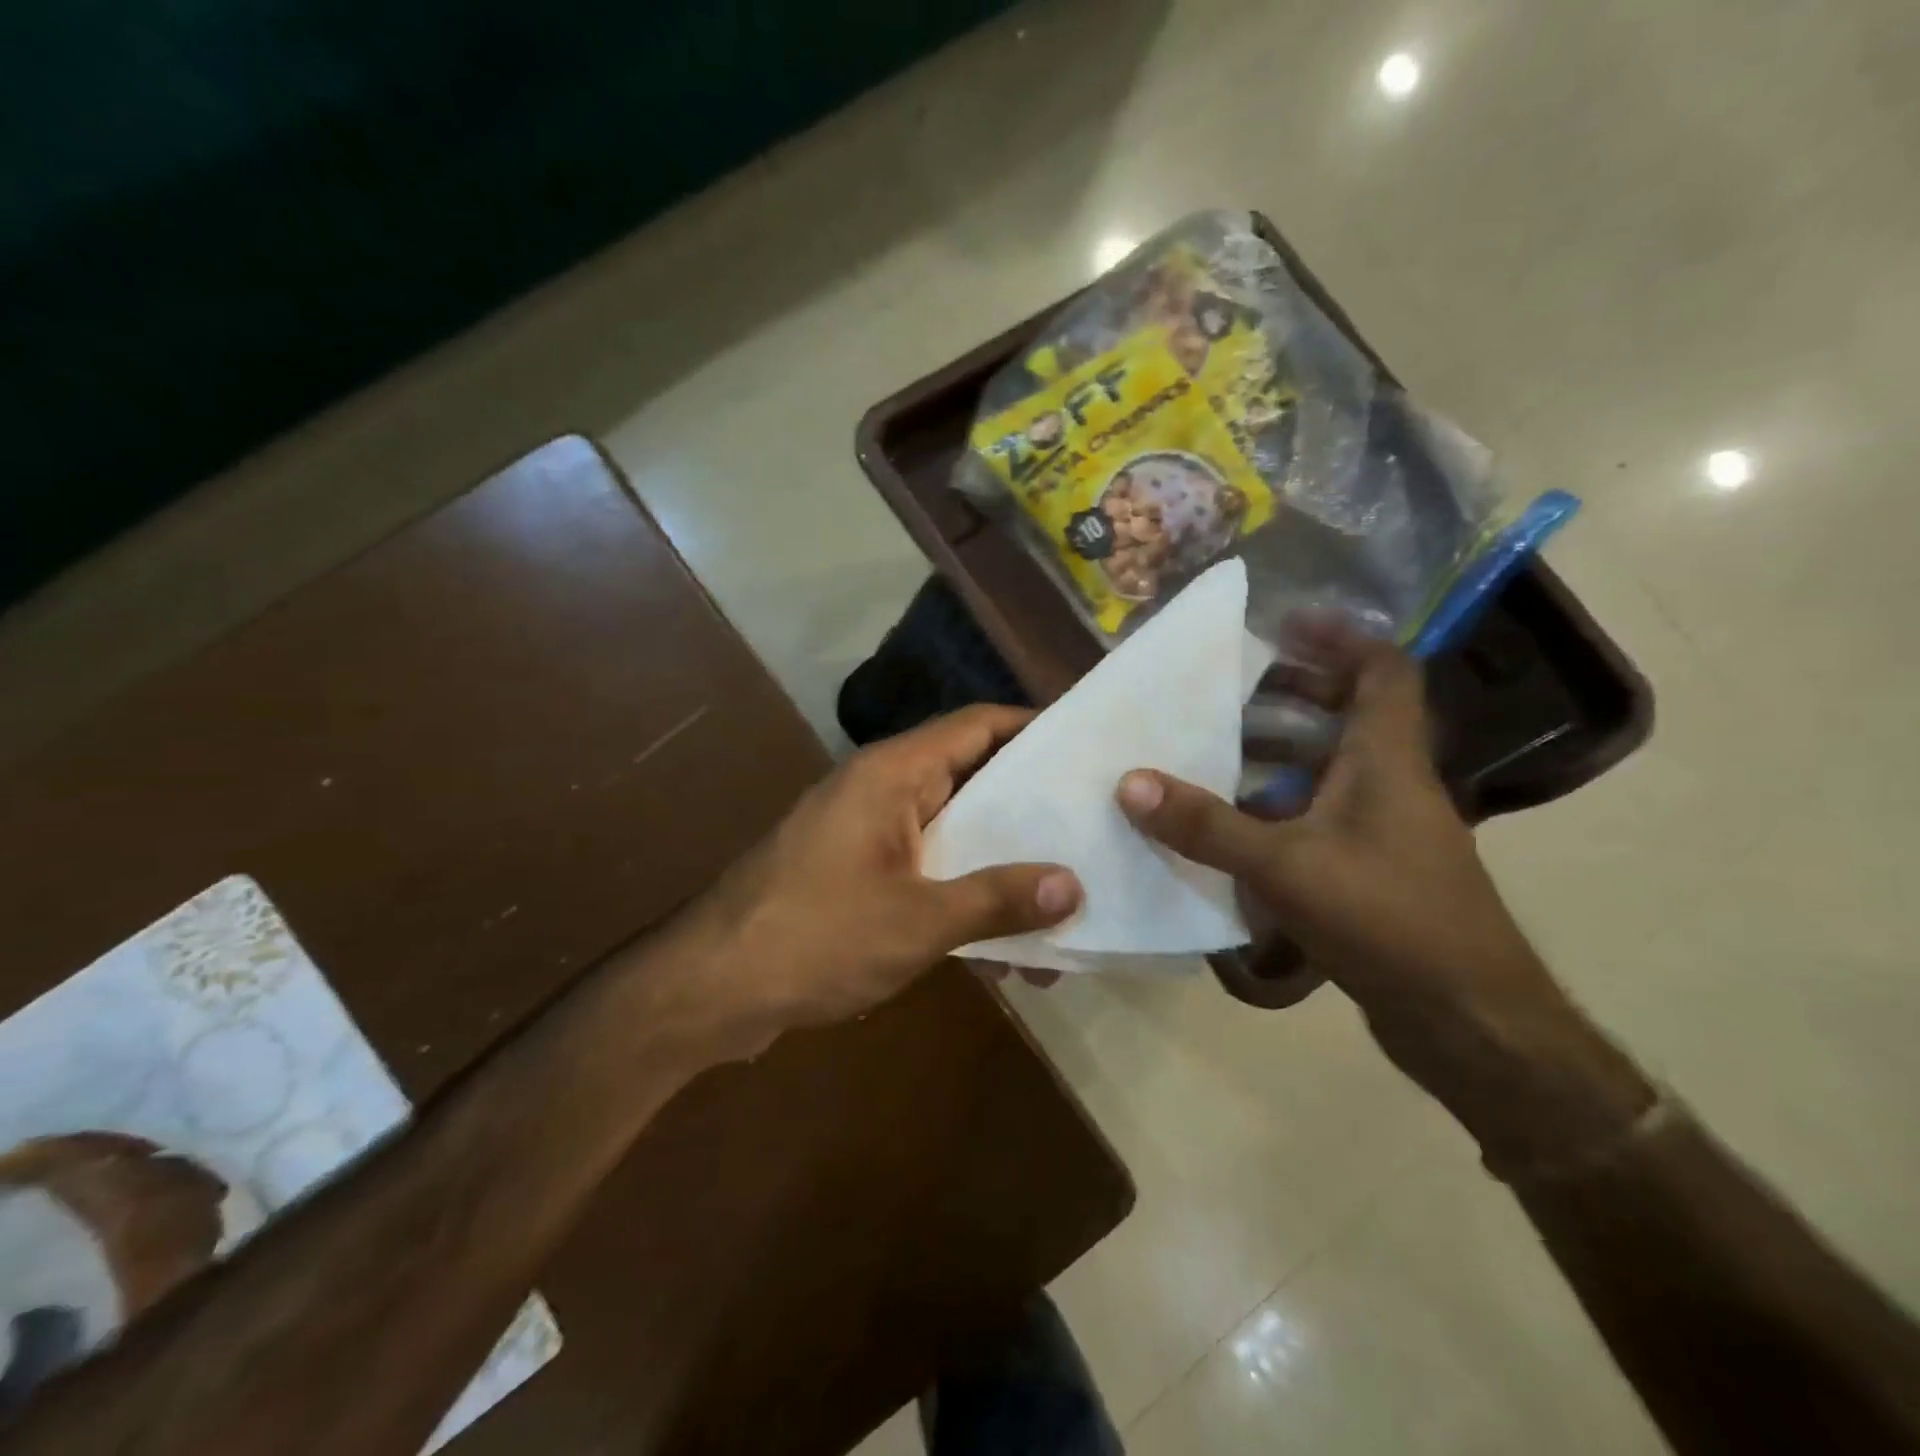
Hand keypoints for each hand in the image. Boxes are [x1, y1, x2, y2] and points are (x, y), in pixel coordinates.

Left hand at [676, 706, 1081, 1049]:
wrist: (709, 991)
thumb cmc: (814, 936)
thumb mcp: (918, 921)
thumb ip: (997, 898)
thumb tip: (1073, 884)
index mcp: (892, 774)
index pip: (975, 725)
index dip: (1031, 728)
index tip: (1085, 748)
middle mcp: (880, 792)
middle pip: (969, 778)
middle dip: (1028, 806)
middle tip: (1092, 823)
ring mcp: (865, 836)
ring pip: (951, 834)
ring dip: (999, 864)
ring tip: (1064, 897)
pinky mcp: (855, 877)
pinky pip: (926, 872)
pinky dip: (963, 897)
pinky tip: (1005, 945)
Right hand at [1116, 616, 1535, 1014]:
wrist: (1467, 1019)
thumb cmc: (1388, 919)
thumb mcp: (1285, 865)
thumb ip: (1207, 825)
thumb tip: (1130, 782)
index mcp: (1386, 760)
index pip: (1384, 670)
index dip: (1340, 637)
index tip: (1284, 625)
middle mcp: (1393, 783)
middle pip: (1351, 714)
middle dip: (1293, 695)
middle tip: (1230, 693)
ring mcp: (1386, 830)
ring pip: (1333, 769)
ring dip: (1280, 755)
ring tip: (1217, 753)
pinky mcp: (1374, 870)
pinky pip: (1323, 815)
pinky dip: (1282, 807)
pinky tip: (1235, 828)